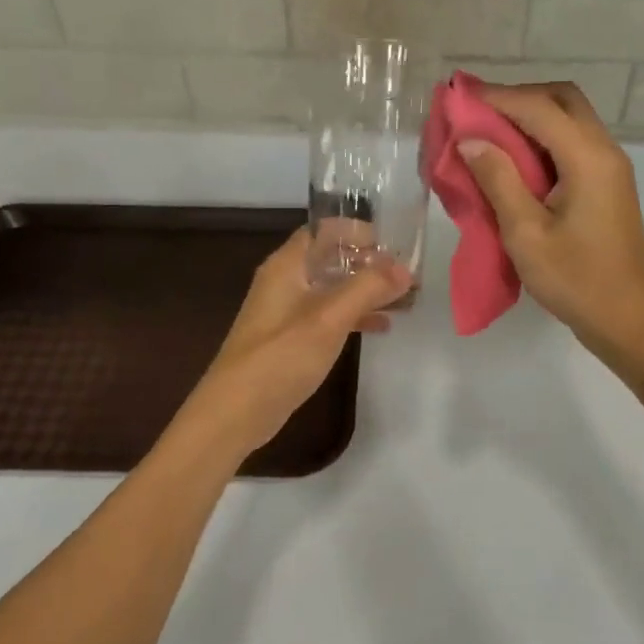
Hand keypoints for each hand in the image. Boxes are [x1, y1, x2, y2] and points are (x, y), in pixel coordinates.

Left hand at [172, 228, 411, 462]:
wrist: (235, 413)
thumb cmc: (280, 357)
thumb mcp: (329, 318)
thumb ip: (367, 288)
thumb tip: (405, 269)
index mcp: (287, 265)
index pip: (325, 230)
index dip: (359, 231)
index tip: (395, 244)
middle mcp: (285, 281)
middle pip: (332, 258)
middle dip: (369, 262)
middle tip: (408, 273)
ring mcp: (286, 311)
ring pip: (333, 288)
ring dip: (365, 290)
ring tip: (405, 298)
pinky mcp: (291, 339)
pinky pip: (329, 315)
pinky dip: (354, 315)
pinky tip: (381, 327)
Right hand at [461, 82, 643, 380]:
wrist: (627, 320)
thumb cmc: (575, 280)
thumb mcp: (526, 233)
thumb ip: (498, 180)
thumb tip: (471, 140)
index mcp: (588, 158)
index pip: (539, 107)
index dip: (497, 98)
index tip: (459, 96)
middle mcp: (605, 151)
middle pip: (563, 100)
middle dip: (519, 98)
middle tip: (478, 113)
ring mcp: (610, 168)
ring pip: (570, 120)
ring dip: (531, 117)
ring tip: (489, 132)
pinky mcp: (607, 186)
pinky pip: (573, 144)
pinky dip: (542, 139)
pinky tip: (514, 159)